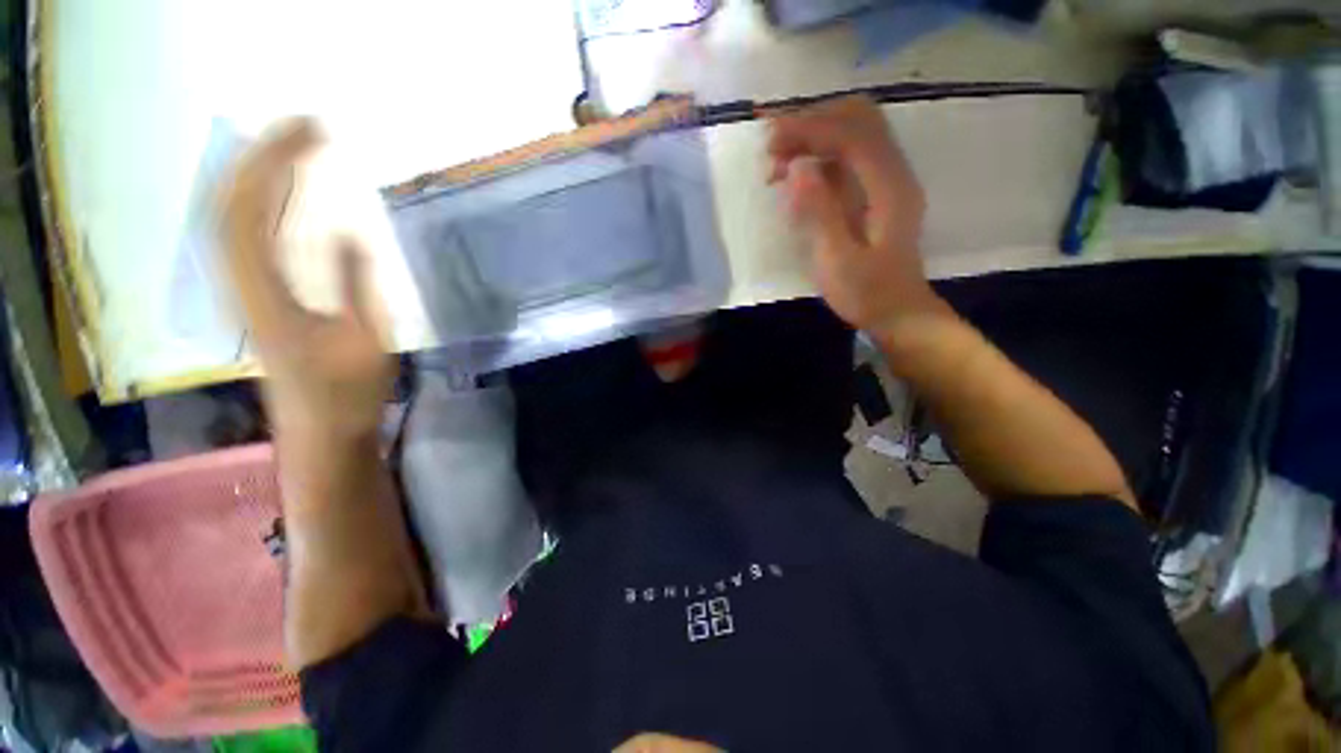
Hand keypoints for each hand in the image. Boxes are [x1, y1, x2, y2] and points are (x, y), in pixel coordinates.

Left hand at [218, 119, 392, 444]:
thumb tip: (349, 233)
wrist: (320, 432)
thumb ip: (356, 286)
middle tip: (308, 127)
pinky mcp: (256, 298)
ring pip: (232, 216)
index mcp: (264, 296)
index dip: (273, 163)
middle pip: (232, 203)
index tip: (313, 133)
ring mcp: (243, 291)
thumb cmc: (349, 395)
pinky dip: (261, 202)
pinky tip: (281, 192)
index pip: (250, 210)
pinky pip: (246, 236)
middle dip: (264, 155)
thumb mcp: (367, 344)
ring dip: (259, 173)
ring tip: (294, 145)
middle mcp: (240, 286)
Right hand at [768, 96, 946, 335]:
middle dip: (811, 121)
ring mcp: (887, 179)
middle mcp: (893, 171)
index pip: (851, 134)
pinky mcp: (876, 190)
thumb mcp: (838, 260)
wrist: (898, 312)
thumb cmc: (867, 293)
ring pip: (853, 132)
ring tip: (776, 160)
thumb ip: (820, 212)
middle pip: (858, 119)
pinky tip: (795, 174)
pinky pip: (848, 156)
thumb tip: (797, 168)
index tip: (769, 135)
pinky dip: (819, 154)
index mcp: (889, 187)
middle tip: (771, 144)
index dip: (809, 127)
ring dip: (813, 135)